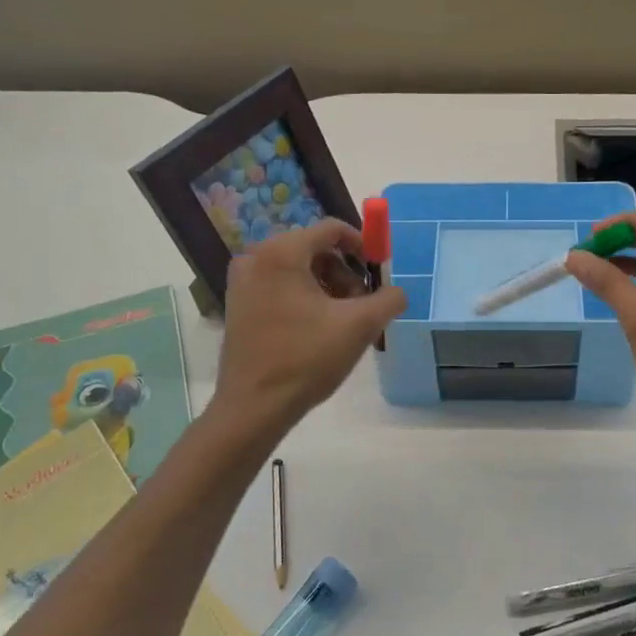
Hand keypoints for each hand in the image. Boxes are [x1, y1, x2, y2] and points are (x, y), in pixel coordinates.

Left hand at [211, 219, 405, 435]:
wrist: (254, 407)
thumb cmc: (306, 359)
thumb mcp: (360, 326)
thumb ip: (388, 299)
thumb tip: (397, 292)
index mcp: (281, 253)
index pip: (331, 229)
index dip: (362, 245)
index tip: (378, 272)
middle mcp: (256, 258)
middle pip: (314, 248)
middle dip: (344, 272)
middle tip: (361, 304)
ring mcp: (242, 282)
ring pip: (298, 269)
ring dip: (327, 286)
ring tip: (342, 321)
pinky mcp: (239, 305)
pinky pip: (280, 285)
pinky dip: (305, 297)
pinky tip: (318, 329)